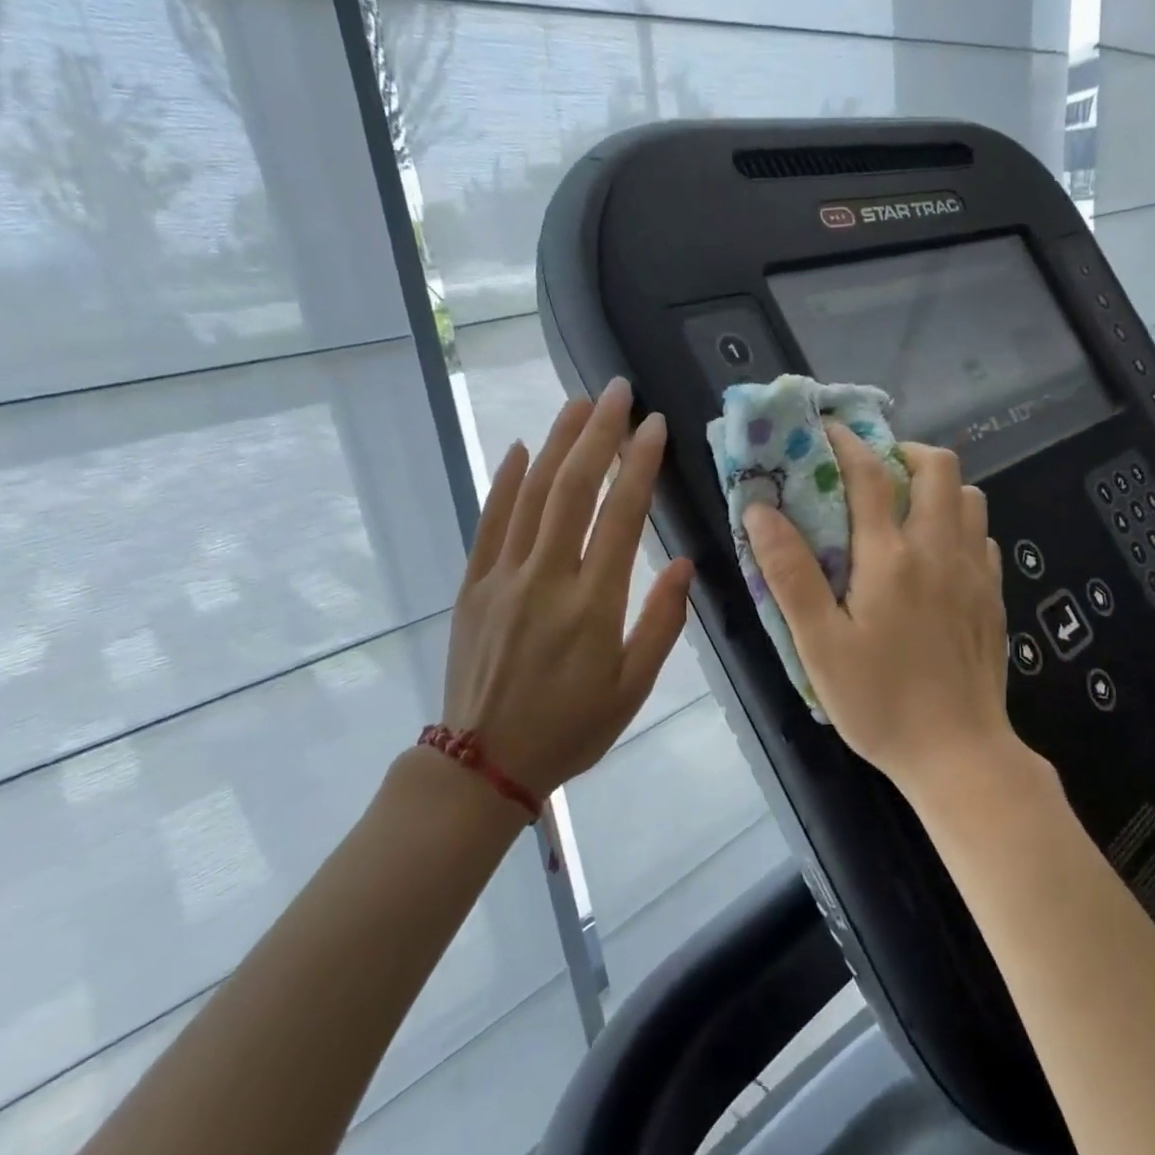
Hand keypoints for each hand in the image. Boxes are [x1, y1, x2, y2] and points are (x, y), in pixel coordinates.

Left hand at [440, 377, 694, 798]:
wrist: (483, 764)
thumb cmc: (570, 730)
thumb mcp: (632, 688)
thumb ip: (661, 623)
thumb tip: (682, 563)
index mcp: (593, 605)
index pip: (621, 517)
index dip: (640, 465)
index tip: (655, 425)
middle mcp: (546, 579)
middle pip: (573, 489)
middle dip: (598, 433)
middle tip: (618, 391)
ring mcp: (503, 577)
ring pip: (531, 495)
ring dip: (557, 443)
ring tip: (579, 403)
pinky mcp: (473, 585)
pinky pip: (490, 522)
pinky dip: (506, 481)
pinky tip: (523, 448)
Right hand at [744, 425, 1014, 797]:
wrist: (959, 753)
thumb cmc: (880, 702)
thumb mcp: (819, 644)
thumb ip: (791, 574)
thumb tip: (760, 512)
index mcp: (891, 557)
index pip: (870, 473)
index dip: (846, 441)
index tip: (825, 429)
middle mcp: (939, 549)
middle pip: (938, 466)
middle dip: (904, 451)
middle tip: (873, 471)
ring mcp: (975, 571)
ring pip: (969, 496)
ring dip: (936, 487)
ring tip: (904, 510)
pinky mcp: (993, 596)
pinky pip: (982, 536)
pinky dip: (958, 525)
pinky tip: (936, 557)